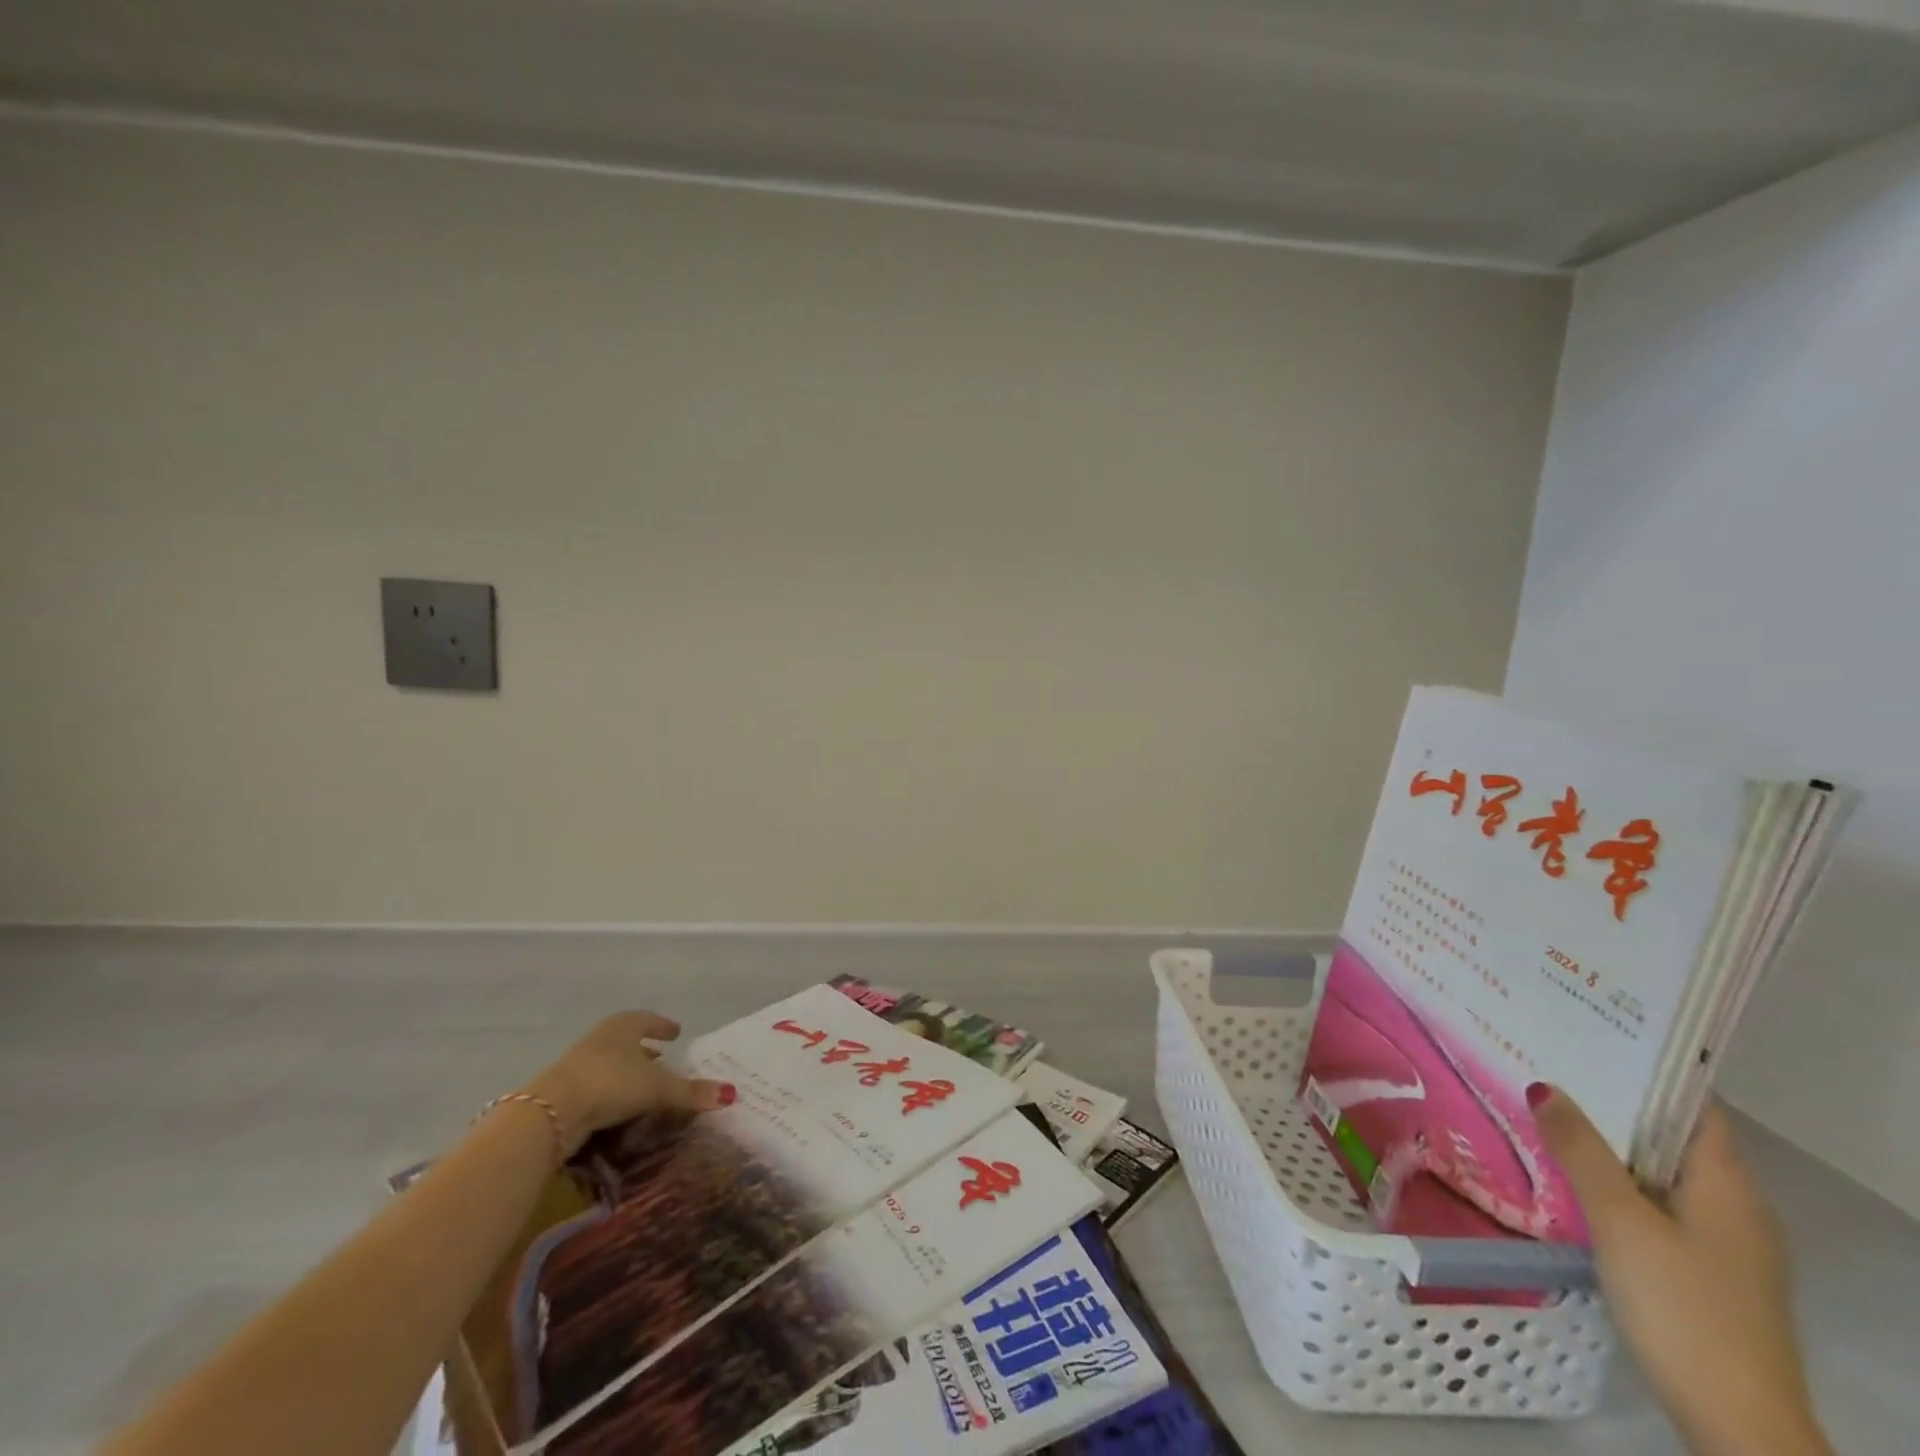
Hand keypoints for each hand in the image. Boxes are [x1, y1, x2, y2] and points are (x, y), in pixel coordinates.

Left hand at [522, 1011, 734, 1155]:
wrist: (551, 1112)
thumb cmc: (611, 1084)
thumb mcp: (658, 1089)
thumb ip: (691, 1092)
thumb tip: (730, 1094)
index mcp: (624, 1026)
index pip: (648, 1019)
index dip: (663, 1025)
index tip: (676, 1032)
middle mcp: (600, 1039)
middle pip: (626, 1040)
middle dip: (644, 1050)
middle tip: (662, 1059)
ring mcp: (578, 1064)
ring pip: (609, 1063)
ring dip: (626, 1073)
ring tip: (642, 1086)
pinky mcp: (563, 1092)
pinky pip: (595, 1087)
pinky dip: (610, 1093)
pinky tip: (618, 1108)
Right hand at [1531, 1088, 1830, 1455]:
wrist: (1736, 1425)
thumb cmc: (1683, 1308)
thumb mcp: (1621, 1222)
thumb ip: (1582, 1152)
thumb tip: (1544, 1087)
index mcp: (1728, 1188)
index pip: (1694, 1106)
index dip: (1646, 1069)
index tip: (1589, 1036)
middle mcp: (1735, 1208)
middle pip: (1672, 1137)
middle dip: (1613, 1103)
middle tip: (1548, 1066)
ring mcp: (1723, 1245)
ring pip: (1658, 1172)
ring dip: (1609, 1144)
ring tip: (1545, 1112)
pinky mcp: (1703, 1273)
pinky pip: (1654, 1204)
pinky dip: (1615, 1182)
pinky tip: (1569, 1179)